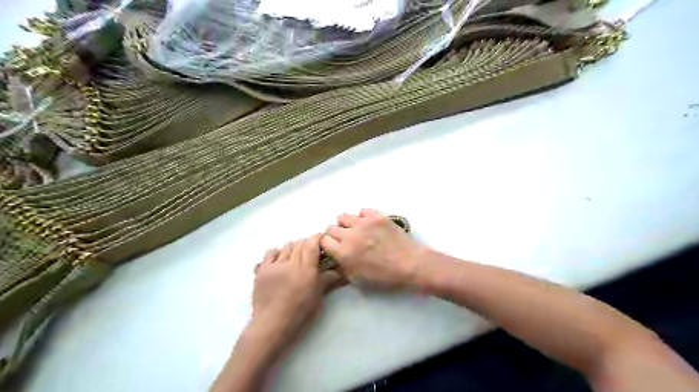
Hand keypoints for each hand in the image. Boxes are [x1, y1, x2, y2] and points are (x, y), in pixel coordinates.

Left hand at [251, 237, 342, 354]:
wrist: (272, 325)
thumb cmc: (300, 314)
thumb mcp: (318, 297)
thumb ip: (328, 280)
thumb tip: (341, 270)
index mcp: (307, 270)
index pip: (312, 244)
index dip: (317, 238)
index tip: (321, 241)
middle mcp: (291, 263)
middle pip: (300, 243)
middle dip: (307, 245)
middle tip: (310, 254)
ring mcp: (275, 265)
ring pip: (287, 246)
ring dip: (294, 249)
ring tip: (295, 259)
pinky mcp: (262, 269)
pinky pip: (271, 252)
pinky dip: (278, 253)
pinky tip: (280, 261)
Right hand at [320, 210, 425, 289]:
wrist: (411, 265)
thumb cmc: (385, 277)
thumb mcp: (359, 280)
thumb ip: (343, 268)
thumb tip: (337, 258)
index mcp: (344, 253)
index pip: (323, 241)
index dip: (327, 244)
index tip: (333, 247)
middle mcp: (350, 235)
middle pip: (332, 228)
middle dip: (336, 234)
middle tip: (346, 240)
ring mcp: (364, 223)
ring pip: (344, 217)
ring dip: (347, 224)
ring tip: (356, 230)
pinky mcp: (377, 216)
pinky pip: (362, 211)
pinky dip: (363, 217)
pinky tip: (370, 225)